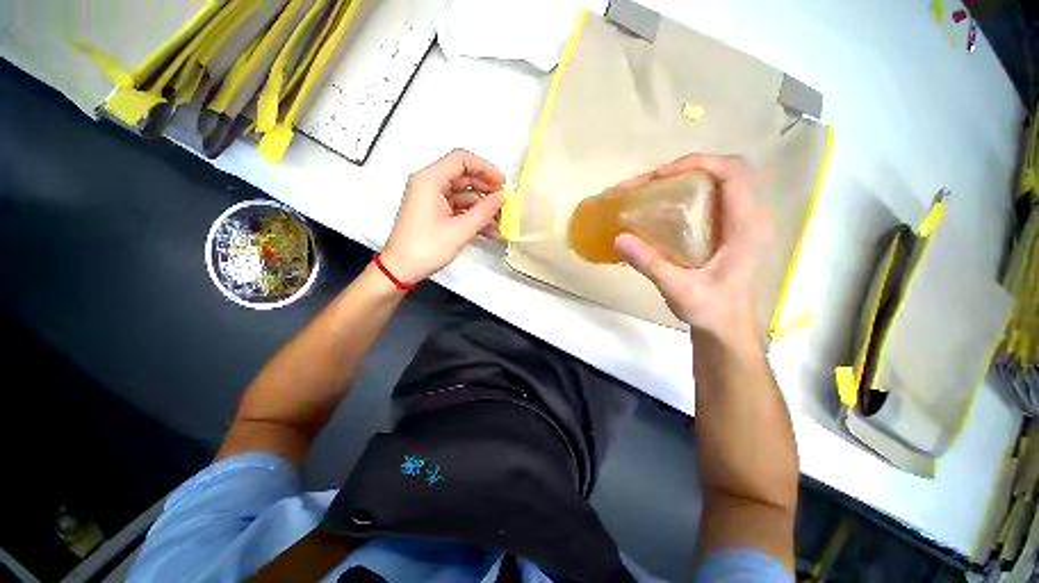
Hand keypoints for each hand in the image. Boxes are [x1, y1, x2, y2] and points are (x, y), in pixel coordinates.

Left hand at [381, 149, 505, 283]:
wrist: (402, 269)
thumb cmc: (424, 249)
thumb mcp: (459, 230)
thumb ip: (483, 212)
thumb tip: (500, 198)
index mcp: (429, 181)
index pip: (461, 160)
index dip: (485, 168)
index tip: (501, 182)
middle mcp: (429, 185)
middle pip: (463, 176)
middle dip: (486, 189)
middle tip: (503, 201)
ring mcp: (431, 199)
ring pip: (463, 194)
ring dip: (482, 207)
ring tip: (500, 221)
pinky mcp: (434, 212)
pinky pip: (458, 207)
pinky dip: (473, 216)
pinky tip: (489, 229)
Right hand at [613, 155, 770, 340]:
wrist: (727, 326)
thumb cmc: (711, 311)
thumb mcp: (680, 291)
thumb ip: (651, 265)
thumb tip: (619, 238)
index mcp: (746, 226)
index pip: (732, 173)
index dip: (697, 163)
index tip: (658, 176)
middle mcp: (749, 216)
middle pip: (721, 171)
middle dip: (682, 170)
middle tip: (646, 185)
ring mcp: (740, 221)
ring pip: (715, 181)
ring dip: (681, 179)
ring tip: (647, 192)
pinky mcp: (728, 228)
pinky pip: (709, 196)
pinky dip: (683, 193)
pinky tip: (660, 207)